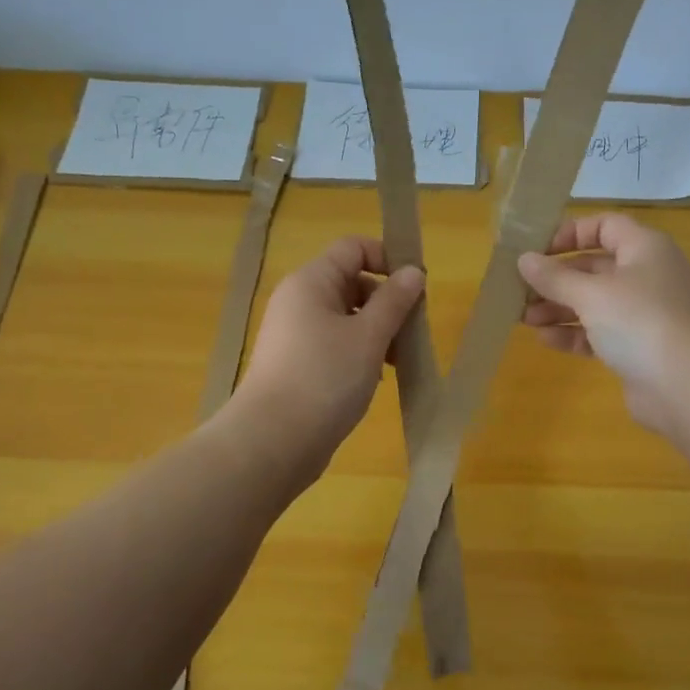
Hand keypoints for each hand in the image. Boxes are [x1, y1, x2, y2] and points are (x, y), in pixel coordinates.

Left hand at [232, 236, 425, 471]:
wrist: (273, 441)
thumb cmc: (325, 378)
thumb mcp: (369, 336)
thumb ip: (394, 301)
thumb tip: (413, 271)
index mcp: (311, 282)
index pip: (353, 248)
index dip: (387, 259)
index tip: (415, 289)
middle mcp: (299, 301)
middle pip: (352, 282)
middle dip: (387, 303)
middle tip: (411, 333)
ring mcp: (296, 334)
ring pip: (347, 318)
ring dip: (377, 332)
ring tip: (398, 362)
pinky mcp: (298, 364)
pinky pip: (336, 345)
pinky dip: (360, 354)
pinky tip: (376, 379)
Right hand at [517, 213, 689, 436]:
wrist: (687, 386)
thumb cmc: (639, 322)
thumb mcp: (591, 294)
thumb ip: (554, 277)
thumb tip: (524, 259)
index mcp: (645, 249)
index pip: (605, 226)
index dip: (570, 233)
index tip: (537, 250)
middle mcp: (647, 275)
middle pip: (595, 267)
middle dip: (556, 278)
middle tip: (520, 289)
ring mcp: (644, 314)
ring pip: (594, 302)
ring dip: (559, 307)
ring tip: (524, 318)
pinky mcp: (638, 347)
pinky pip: (600, 332)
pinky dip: (574, 333)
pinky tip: (546, 339)